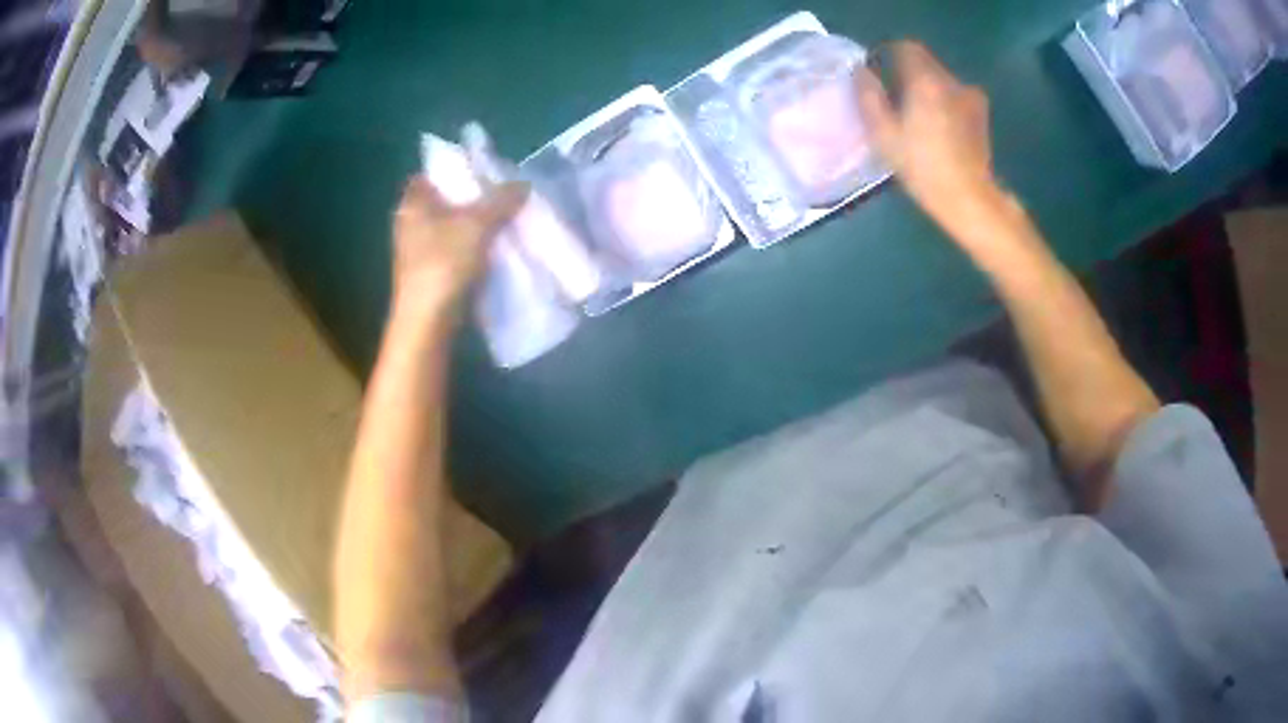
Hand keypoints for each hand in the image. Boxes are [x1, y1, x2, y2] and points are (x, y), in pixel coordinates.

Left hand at [391, 177, 527, 313]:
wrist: (428, 322)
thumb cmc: (444, 264)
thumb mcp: (478, 224)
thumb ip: (501, 200)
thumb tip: (523, 184)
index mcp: (413, 204)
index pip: (430, 175)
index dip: (454, 170)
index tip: (482, 173)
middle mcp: (410, 224)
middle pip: (444, 202)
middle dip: (472, 199)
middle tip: (502, 196)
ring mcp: (418, 252)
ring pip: (451, 228)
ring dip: (475, 226)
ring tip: (506, 221)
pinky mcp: (429, 275)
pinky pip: (454, 251)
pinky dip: (472, 248)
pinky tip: (495, 251)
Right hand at [857, 42, 1009, 245]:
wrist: (969, 198)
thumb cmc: (922, 167)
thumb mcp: (883, 135)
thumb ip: (869, 97)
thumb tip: (861, 72)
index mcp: (926, 80)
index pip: (907, 48)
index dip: (890, 55)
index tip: (880, 73)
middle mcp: (951, 81)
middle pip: (926, 63)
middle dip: (908, 75)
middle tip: (895, 101)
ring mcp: (970, 98)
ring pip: (942, 81)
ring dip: (928, 91)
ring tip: (918, 118)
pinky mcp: (981, 116)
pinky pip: (956, 97)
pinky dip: (945, 105)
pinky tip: (939, 130)